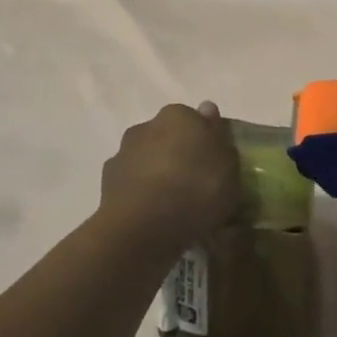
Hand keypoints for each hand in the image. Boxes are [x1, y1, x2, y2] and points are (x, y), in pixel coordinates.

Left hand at [100, 102, 241, 253]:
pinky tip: (152, 219)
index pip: (194, 121)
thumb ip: (220, 138)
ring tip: (173, 208)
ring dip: (157, 176)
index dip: (204, 143)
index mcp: (178, 115)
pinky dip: (141, 197)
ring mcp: (123, 154)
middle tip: (195, 186)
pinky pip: (132, 187)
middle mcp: (147, 126)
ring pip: (147, 161)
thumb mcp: (229, 167)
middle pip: (168, 139)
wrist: (143, 227)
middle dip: (178, 156)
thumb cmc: (196, 189)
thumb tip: (206, 110)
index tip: (213, 166)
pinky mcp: (107, 184)